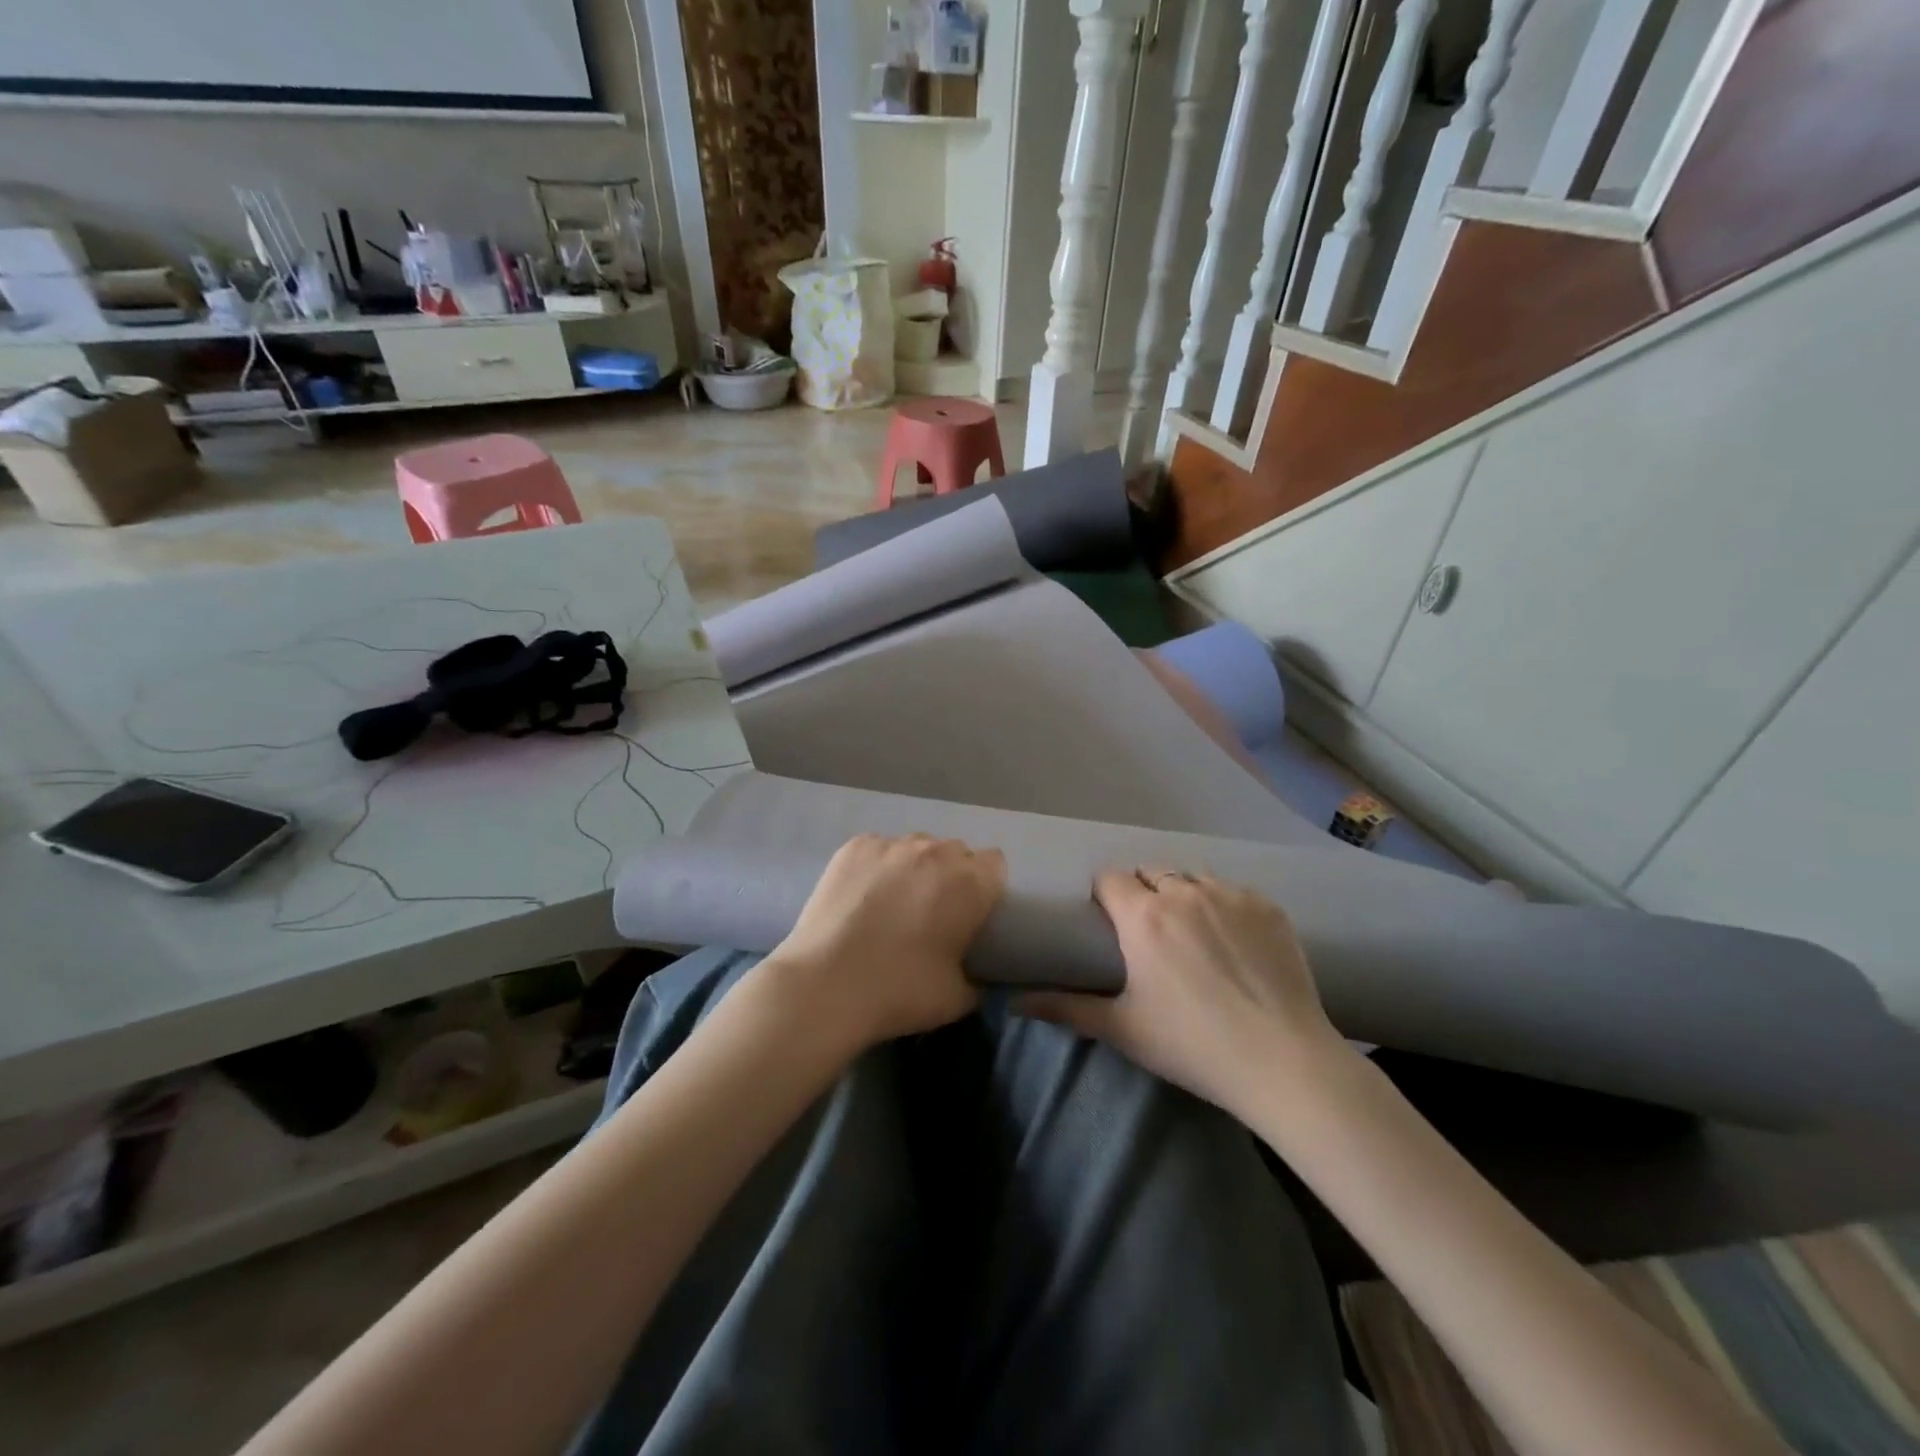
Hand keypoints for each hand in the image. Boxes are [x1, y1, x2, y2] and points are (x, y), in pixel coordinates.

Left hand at [759, 833, 1005, 1052]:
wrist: (827, 985)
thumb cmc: (900, 992)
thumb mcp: (958, 999)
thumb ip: (978, 979)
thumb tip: (976, 974)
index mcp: (971, 884)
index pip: (994, 864)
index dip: (985, 885)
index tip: (971, 911)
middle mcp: (936, 852)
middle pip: (955, 851)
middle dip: (950, 874)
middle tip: (932, 910)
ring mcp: (892, 845)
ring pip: (916, 846)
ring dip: (914, 867)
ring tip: (893, 901)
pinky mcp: (855, 847)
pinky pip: (878, 848)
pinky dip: (877, 866)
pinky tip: (862, 894)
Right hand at [1021, 868, 1348, 1116]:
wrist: (1284, 1061)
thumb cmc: (1193, 1045)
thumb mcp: (1123, 1029)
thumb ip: (1065, 1009)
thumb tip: (1014, 1003)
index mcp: (1143, 917)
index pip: (1110, 877)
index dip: (1105, 895)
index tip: (1109, 922)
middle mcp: (1184, 893)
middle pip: (1150, 871)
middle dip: (1142, 891)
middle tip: (1148, 932)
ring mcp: (1230, 895)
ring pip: (1192, 877)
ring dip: (1182, 893)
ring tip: (1191, 931)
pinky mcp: (1268, 906)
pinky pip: (1232, 890)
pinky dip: (1223, 905)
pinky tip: (1233, 941)